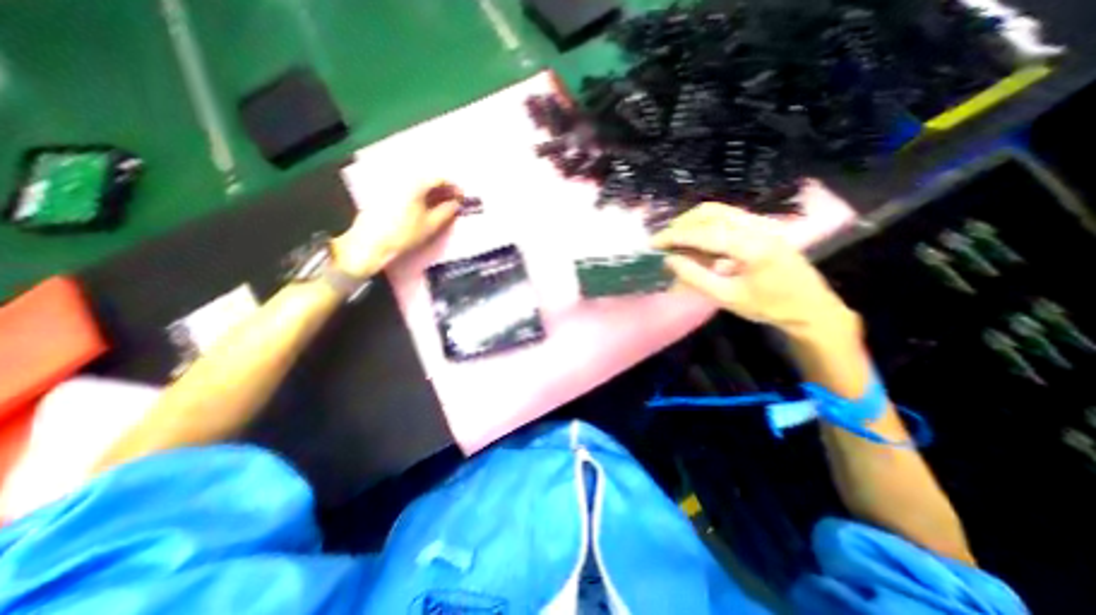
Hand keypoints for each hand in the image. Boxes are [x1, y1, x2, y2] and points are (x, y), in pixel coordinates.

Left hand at [328, 180, 459, 275]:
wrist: (370, 244)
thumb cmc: (404, 234)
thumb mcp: (431, 225)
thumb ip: (447, 211)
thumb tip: (456, 204)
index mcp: (416, 184)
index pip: (439, 178)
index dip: (454, 187)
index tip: (462, 196)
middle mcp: (403, 179)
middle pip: (427, 180)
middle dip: (443, 190)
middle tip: (454, 201)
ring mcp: (391, 186)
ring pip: (417, 185)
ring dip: (431, 193)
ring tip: (441, 206)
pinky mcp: (383, 195)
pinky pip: (407, 190)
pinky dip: (419, 196)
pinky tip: (424, 207)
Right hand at [648, 201, 855, 337]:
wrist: (810, 307)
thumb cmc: (769, 307)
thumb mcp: (727, 298)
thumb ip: (695, 277)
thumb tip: (669, 260)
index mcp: (752, 246)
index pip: (704, 233)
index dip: (675, 236)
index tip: (653, 244)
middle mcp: (758, 226)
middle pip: (711, 212)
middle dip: (682, 224)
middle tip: (664, 242)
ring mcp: (763, 223)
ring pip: (719, 210)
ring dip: (693, 222)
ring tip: (677, 241)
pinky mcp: (763, 226)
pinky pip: (728, 217)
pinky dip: (706, 225)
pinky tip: (698, 242)